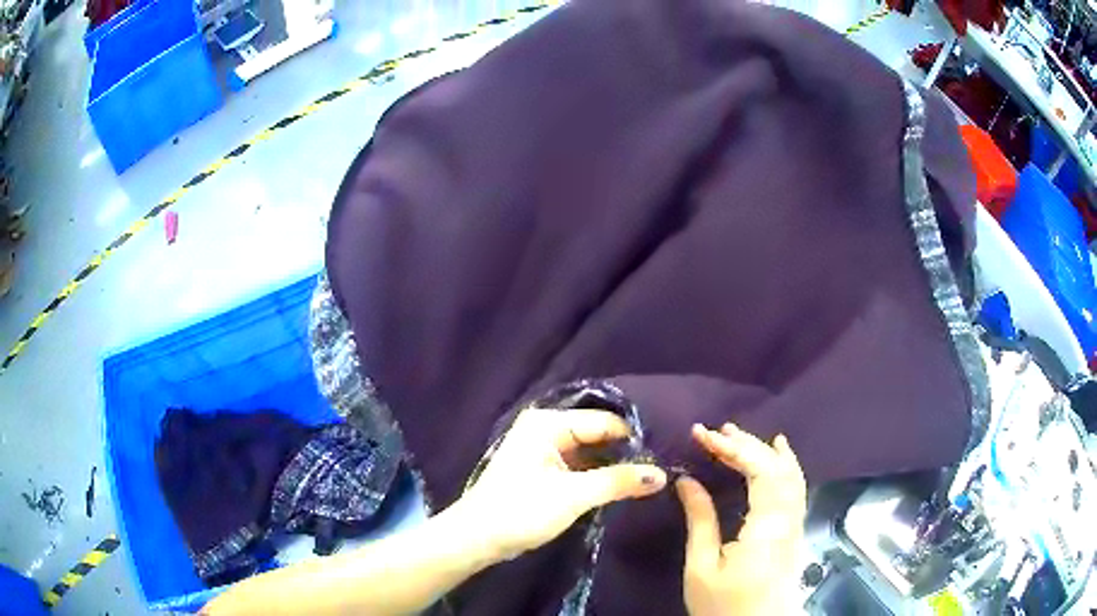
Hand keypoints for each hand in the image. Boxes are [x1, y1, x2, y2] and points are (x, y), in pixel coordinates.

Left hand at [455, 408, 667, 560]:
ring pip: (589, 450)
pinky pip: (578, 464)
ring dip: (613, 464)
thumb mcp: (573, 496)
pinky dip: (598, 473)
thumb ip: (618, 482)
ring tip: (648, 476)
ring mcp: (543, 449)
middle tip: (661, 466)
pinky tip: (621, 484)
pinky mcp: (543, 469)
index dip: (634, 438)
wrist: (477, 539)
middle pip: (597, 433)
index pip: (604, 421)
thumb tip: (661, 474)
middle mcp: (545, 428)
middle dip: (625, 450)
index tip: (665, 454)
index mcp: (548, 423)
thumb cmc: (521, 511)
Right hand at [676, 423, 806, 615]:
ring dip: (766, 449)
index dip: (733, 448)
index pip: (759, 472)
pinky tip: (778, 454)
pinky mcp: (795, 531)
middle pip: (776, 468)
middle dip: (745, 443)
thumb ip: (700, 521)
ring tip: (740, 434)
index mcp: (765, 528)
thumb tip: (687, 480)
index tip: (702, 435)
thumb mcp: (702, 568)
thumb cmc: (724, 607)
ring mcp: (796, 524)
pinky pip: (795, 487)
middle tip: (714, 431)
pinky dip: (785, 464)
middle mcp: (788, 519)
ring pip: (790, 474)